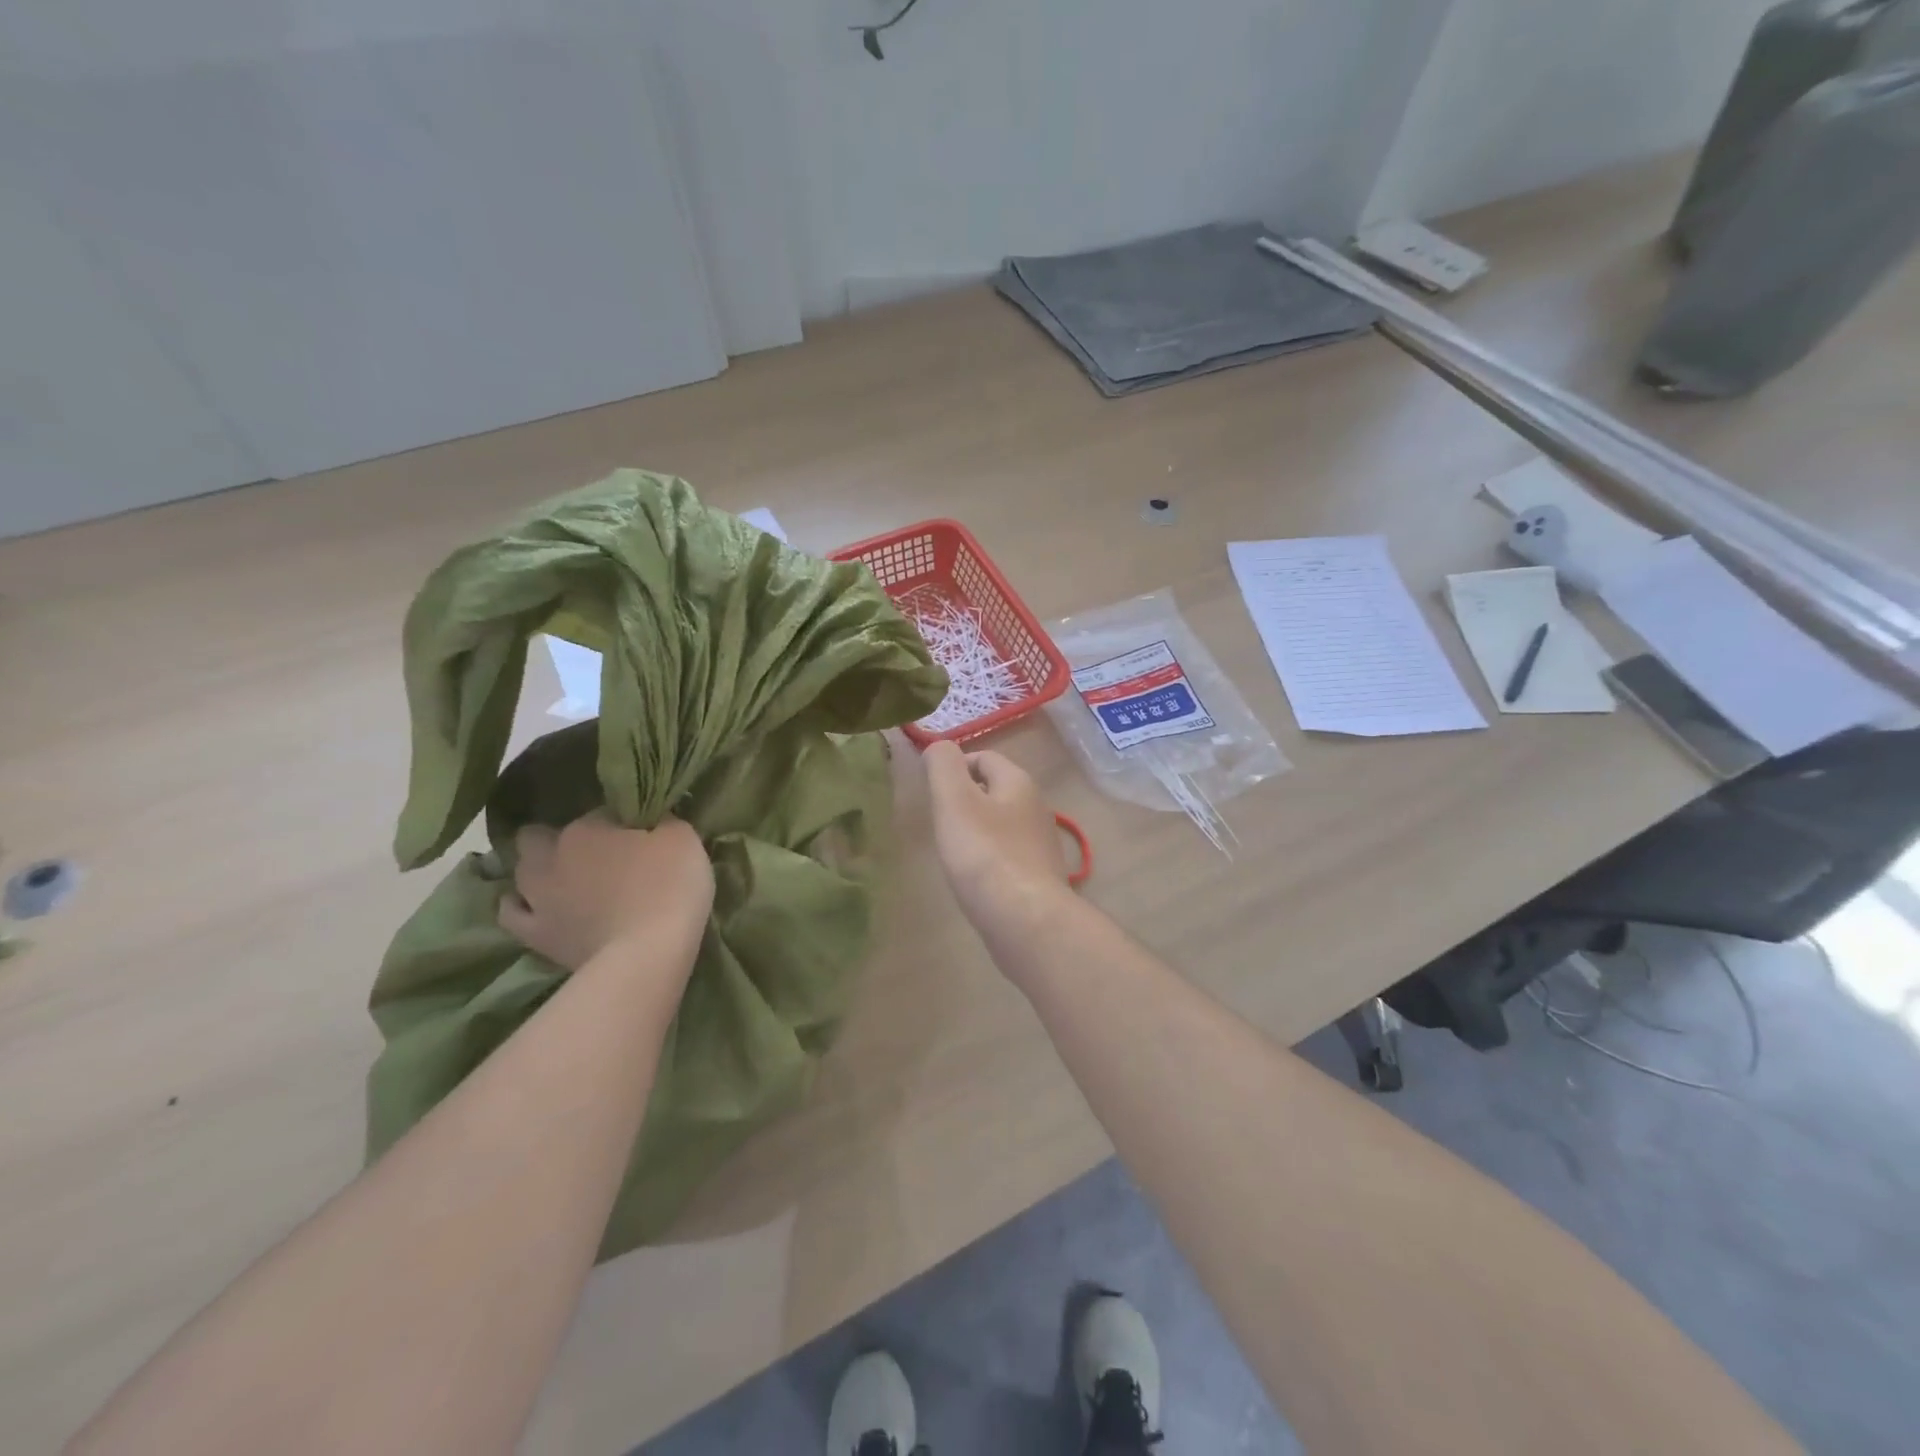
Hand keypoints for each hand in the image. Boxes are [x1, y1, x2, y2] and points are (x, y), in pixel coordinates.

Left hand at [498, 813, 713, 974]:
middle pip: (541, 836)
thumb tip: (653, 819)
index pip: (601, 813)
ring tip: (562, 879)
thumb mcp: (683, 838)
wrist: (647, 953)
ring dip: (538, 870)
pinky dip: (521, 906)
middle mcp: (552, 856)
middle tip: (593, 853)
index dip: (619, 823)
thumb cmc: (669, 887)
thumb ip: (662, 822)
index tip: (639, 836)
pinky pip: (512, 914)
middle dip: (559, 839)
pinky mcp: (535, 935)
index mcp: (588, 828)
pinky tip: (536, 907)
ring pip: (521, 872)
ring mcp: (538, 897)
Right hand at [923, 741, 1071, 930]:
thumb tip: (939, 747)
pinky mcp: (1038, 878)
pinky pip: (1007, 856)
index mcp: (1019, 783)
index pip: (984, 757)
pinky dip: (988, 859)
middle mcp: (1036, 808)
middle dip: (964, 799)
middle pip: (995, 790)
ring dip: (976, 830)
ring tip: (952, 850)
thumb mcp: (954, 801)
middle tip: (938, 821)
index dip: (954, 766)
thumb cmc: (986, 855)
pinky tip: (974, 878)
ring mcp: (1040, 845)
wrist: (1027, 921)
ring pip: (1001, 824)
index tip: (930, 791)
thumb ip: (943, 767)